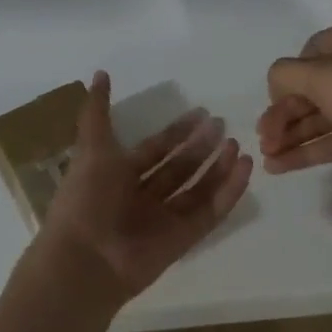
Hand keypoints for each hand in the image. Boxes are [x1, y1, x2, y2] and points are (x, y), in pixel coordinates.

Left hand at [38, 72, 253, 310]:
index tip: (201, 112)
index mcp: (118, 175)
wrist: (86, 258)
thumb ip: (96, 112)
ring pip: (197, 188)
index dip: (176, 132)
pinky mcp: (184, 238)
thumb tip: (98, 74)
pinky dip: (228, 191)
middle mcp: (142, 196)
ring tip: (238, 144)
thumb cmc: (87, 198)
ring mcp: (164, 219)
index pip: (154, 149)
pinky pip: (210, 212)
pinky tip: (244, 168)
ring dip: (218, 167)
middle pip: (178, 168)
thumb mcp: (91, 147)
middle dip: (200, 146)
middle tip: (222, 124)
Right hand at [255, 13, 331, 188]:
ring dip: (295, 135)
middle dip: (285, 113)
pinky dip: (315, 150)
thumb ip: (288, 75)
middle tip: (263, 140)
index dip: (285, 81)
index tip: (270, 107)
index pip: (310, 53)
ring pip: (328, 115)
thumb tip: (277, 84)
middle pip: (316, 86)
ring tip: (267, 159)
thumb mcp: (325, 75)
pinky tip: (284, 167)